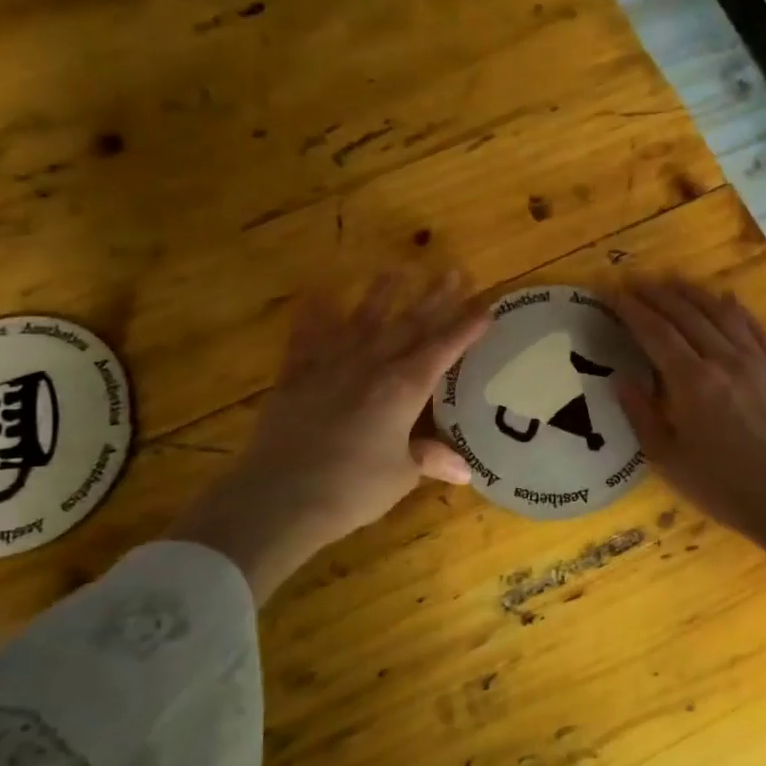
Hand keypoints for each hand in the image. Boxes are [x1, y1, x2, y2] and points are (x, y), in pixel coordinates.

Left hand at [169, 272, 488, 594]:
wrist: (279, 497)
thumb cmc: (351, 489)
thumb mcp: (400, 476)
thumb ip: (430, 460)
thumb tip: (464, 470)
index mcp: (403, 389)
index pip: (443, 350)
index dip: (466, 328)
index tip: (486, 307)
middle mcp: (370, 366)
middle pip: (409, 326)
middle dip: (435, 298)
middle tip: (454, 271)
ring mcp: (330, 366)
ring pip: (362, 320)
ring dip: (381, 294)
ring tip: (396, 268)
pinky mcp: (296, 376)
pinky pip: (307, 337)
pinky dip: (313, 315)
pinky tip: (318, 294)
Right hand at [615, 278, 765, 550]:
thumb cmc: (725, 488)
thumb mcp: (670, 461)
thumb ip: (642, 416)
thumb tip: (621, 380)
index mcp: (692, 382)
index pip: (655, 332)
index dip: (631, 310)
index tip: (612, 292)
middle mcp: (723, 359)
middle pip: (686, 314)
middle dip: (657, 295)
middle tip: (635, 282)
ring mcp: (756, 360)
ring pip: (720, 312)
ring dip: (692, 293)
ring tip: (672, 282)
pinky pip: (753, 326)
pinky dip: (734, 308)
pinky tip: (724, 299)